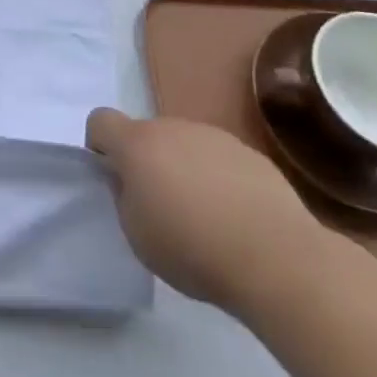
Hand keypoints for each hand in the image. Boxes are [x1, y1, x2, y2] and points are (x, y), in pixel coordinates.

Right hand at [86, 109, 323, 313]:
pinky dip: (217, 178)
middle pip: (147, 134)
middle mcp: (173, 127)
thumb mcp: (137, 235)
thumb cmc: (193, 248)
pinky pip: (218, 158)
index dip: (100, 145)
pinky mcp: (249, 152)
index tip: (113, 178)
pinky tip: (236, 217)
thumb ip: (123, 198)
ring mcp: (213, 136)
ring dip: (183, 169)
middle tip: (160, 207)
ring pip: (184, 145)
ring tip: (204, 216)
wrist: (276, 257)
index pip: (100, 120)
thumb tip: (129, 180)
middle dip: (147, 162)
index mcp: (138, 143)